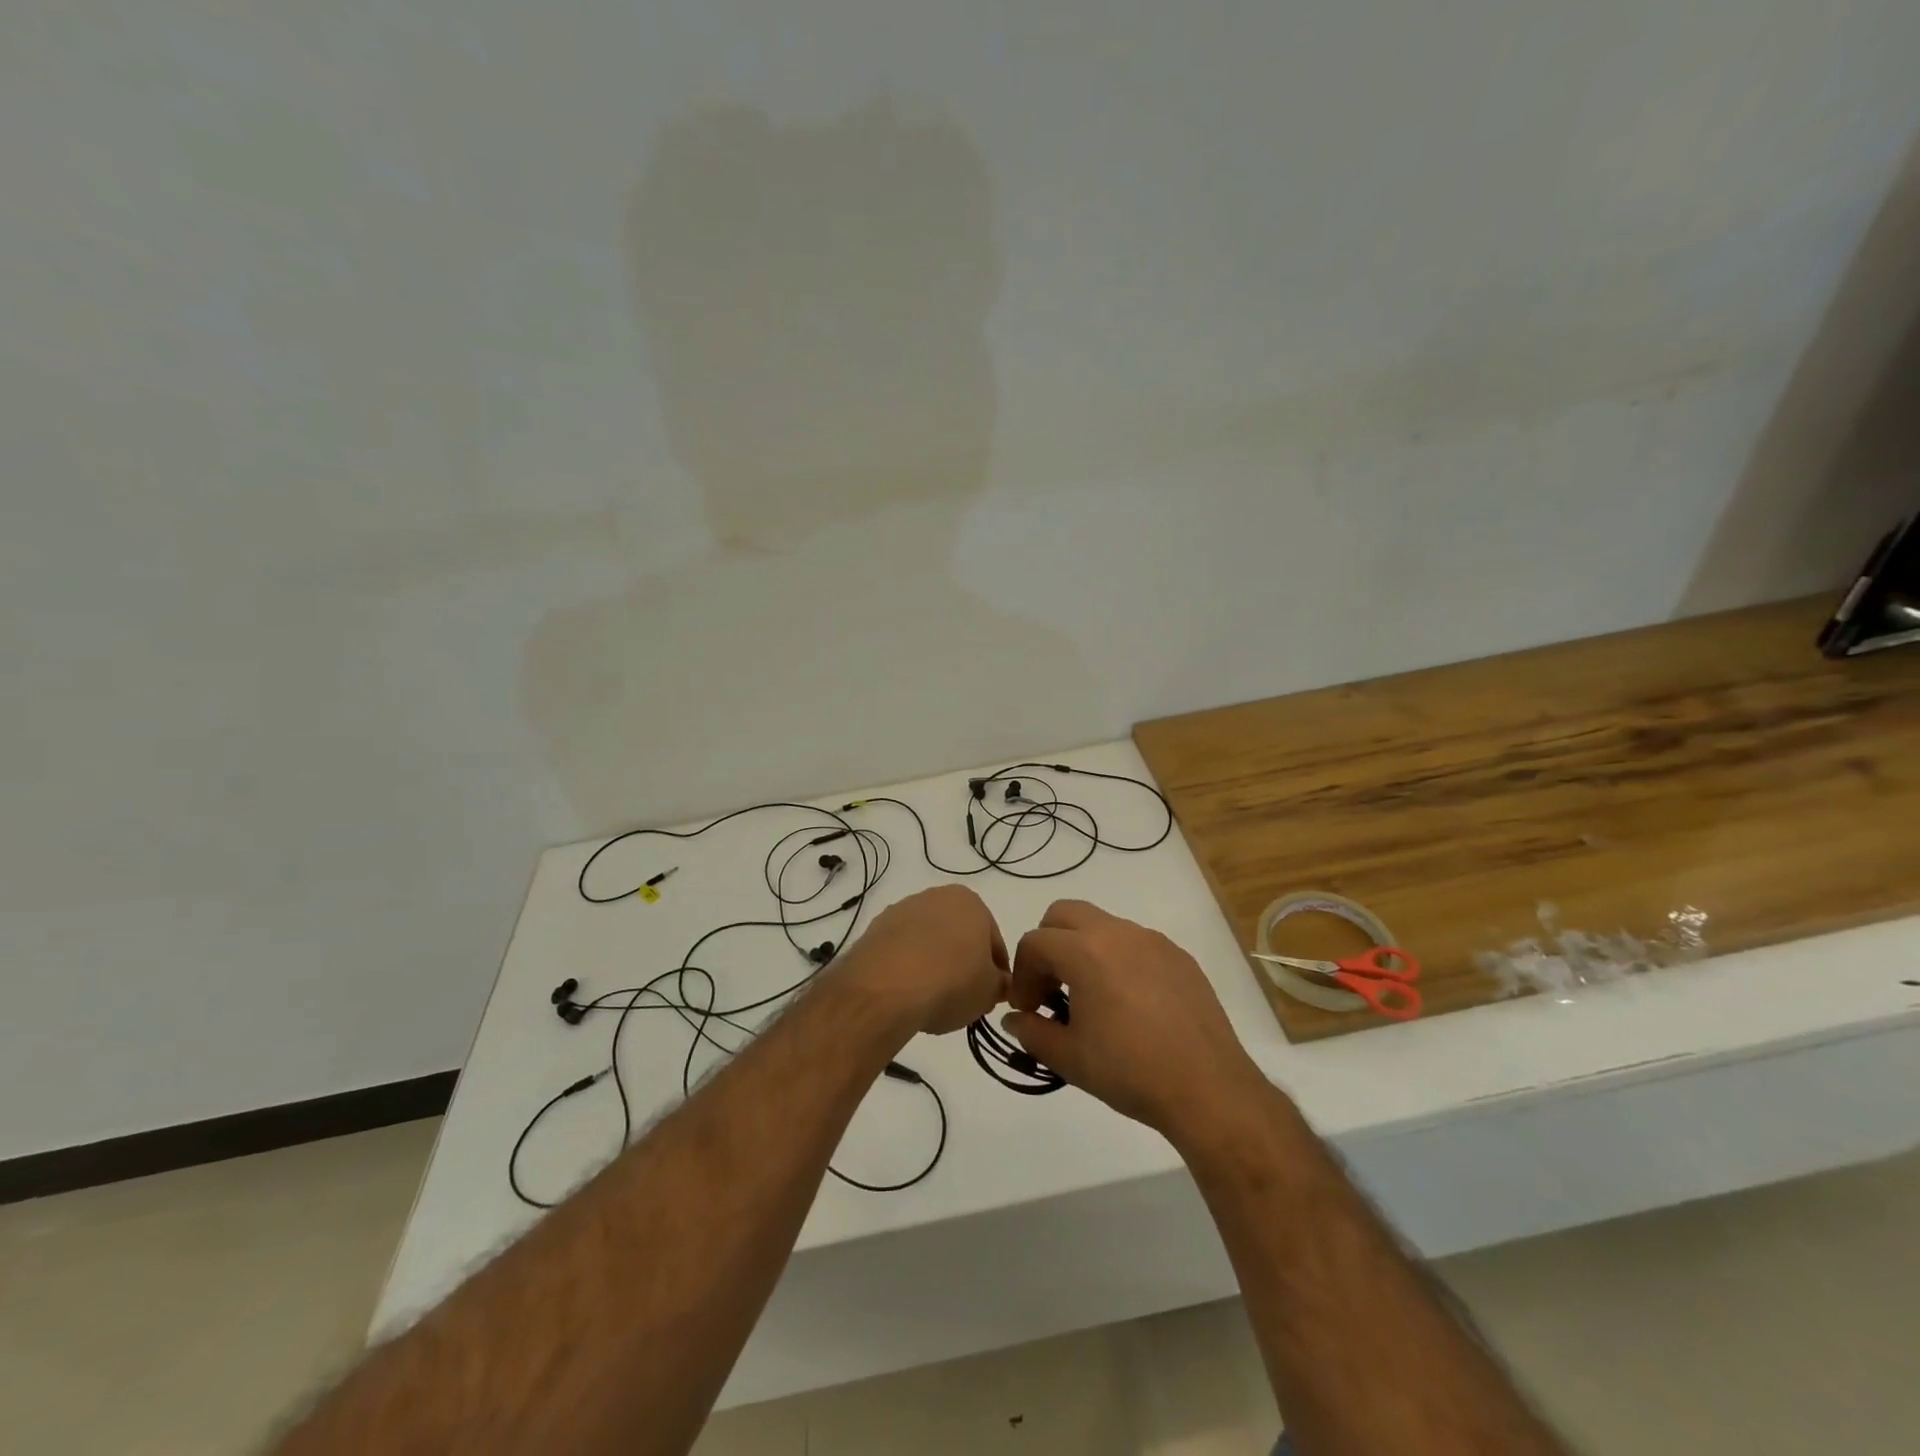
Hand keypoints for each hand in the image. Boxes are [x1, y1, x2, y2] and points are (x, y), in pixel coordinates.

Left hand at [841, 885, 1009, 1035]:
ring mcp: (901, 910)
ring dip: (932, 963)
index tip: (991, 995)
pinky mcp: (875, 928)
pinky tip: (906, 992)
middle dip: (962, 962)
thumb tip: (998, 984)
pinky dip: (906, 967)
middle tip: (963, 997)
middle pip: (958, 935)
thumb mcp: (989, 992)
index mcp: (970, 902)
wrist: (885, 988)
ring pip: (927, 940)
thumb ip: (1000, 984)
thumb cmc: (950, 982)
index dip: (996, 971)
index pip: (993, 940)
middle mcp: (935, 896)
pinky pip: (901, 950)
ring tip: (931, 998)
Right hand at [1002, 900, 1266, 1140]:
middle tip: (1051, 989)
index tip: (1029, 1011)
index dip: (1023, 975)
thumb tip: (1015, 1020)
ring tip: (1091, 998)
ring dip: (1084, 950)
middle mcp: (1118, 933)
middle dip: (1048, 945)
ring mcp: (1153, 941)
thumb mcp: (1069, 1058)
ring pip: (1102, 925)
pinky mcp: (1179, 957)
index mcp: (1085, 951)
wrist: (1208, 1088)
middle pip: (1065, 914)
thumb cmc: (1130, 1071)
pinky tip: (1130, 1004)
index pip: (1034, 942)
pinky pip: (1136, 943)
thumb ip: (1033, 1032)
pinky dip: (1118, 960)